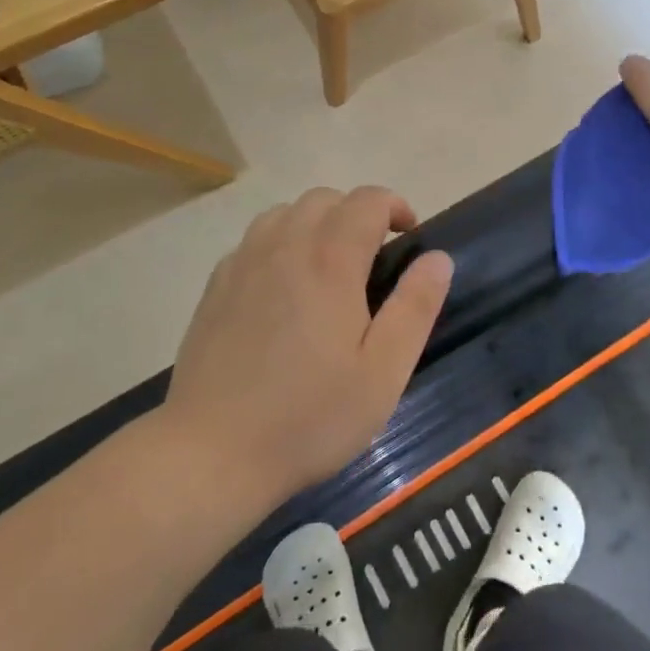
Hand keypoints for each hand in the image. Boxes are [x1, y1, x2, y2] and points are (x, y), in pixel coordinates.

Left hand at [162, 186, 453, 500]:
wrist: (212, 452)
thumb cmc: (309, 416)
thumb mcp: (383, 372)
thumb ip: (415, 307)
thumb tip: (437, 257)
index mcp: (329, 261)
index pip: (367, 200)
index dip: (395, 207)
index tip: (409, 236)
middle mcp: (284, 246)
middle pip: (325, 198)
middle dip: (357, 212)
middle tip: (374, 256)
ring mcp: (243, 263)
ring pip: (285, 213)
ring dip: (316, 223)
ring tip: (329, 265)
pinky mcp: (216, 286)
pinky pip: (255, 240)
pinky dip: (280, 243)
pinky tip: (284, 287)